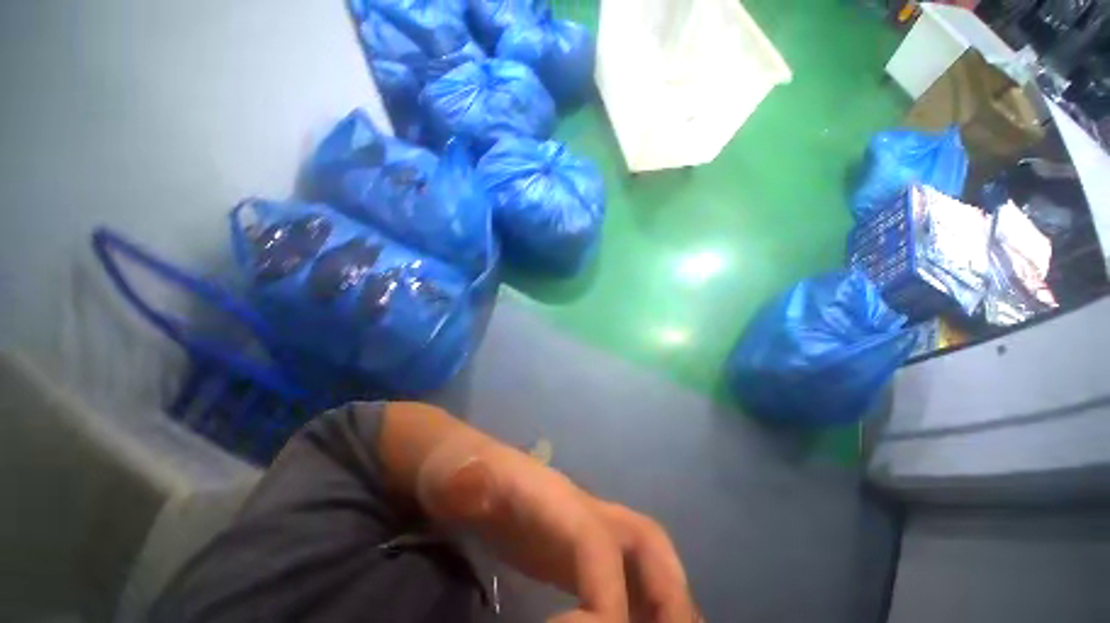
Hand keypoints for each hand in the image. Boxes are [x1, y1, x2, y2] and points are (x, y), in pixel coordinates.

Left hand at [377, 402, 700, 621]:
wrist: (463, 464)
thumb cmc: (458, 472)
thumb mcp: (456, 477)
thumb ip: (468, 484)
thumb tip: (476, 493)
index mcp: (557, 497)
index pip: (599, 542)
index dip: (608, 598)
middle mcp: (582, 510)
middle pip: (647, 538)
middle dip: (669, 592)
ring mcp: (581, 530)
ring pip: (644, 558)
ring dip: (665, 602)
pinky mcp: (573, 550)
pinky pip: (621, 577)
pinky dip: (638, 607)